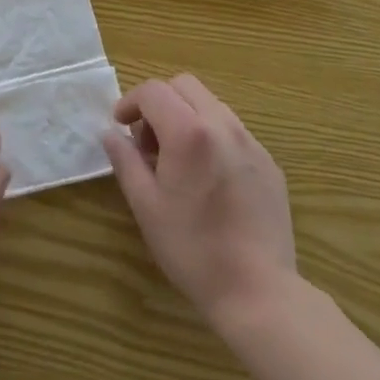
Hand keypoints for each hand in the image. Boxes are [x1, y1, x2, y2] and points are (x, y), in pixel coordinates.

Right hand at [103, 74, 296, 328]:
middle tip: (148, 141)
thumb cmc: (193, 250)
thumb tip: (110, 133)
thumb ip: (125, 161)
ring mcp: (251, 142)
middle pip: (185, 86)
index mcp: (189, 131)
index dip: (130, 102)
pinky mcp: (269, 163)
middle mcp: (223, 125)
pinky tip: (209, 179)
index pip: (153, 91)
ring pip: (211, 105)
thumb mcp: (146, 206)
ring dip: (187, 117)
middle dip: (160, 103)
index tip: (120, 126)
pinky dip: (212, 137)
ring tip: (178, 160)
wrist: (259, 292)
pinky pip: (234, 132)